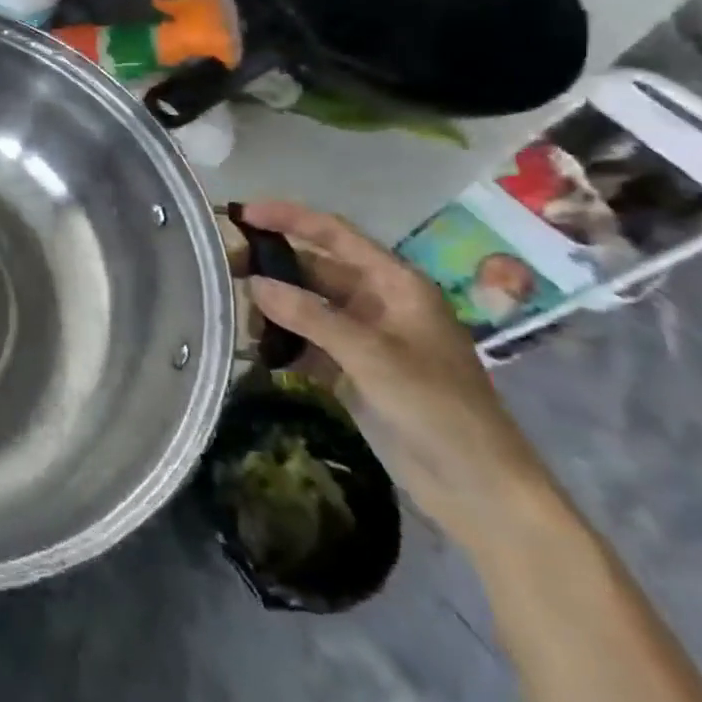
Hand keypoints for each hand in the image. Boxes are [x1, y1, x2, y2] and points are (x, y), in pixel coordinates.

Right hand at [240, 201, 557, 550]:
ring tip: (231, 309)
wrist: (479, 489)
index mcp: (395, 284)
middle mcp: (378, 302)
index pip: (335, 235)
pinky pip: (309, 342)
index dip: (289, 218)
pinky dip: (282, 341)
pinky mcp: (354, 370)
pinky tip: (254, 347)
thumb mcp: (372, 355)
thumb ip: (311, 315)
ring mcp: (366, 337)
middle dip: (271, 265)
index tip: (243, 212)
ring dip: (273, 306)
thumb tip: (254, 283)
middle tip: (222, 265)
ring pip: (308, 306)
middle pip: (315, 269)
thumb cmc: (437, 408)